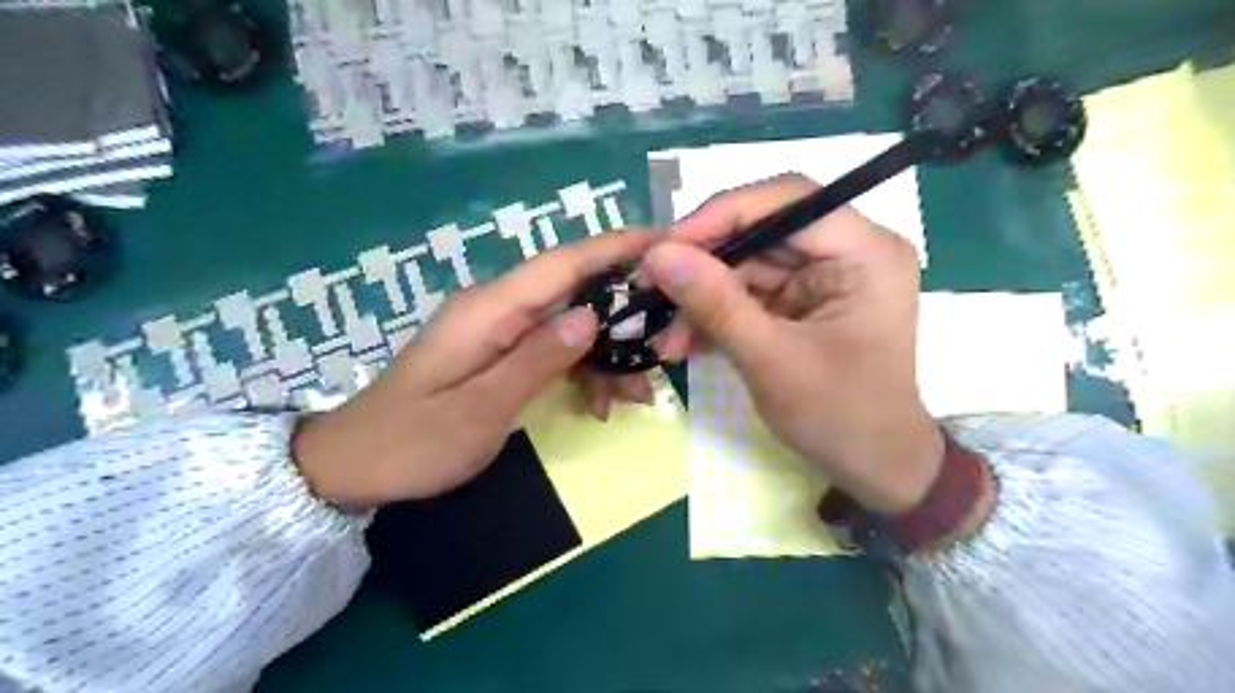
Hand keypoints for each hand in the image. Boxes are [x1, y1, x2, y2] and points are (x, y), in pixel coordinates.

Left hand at [293, 229, 655, 506]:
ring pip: (567, 323)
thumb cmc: (413, 442)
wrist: (352, 465)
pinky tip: (598, 401)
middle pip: (572, 290)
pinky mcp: (496, 351)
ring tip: (635, 395)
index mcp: (489, 310)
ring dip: (604, 353)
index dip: (615, 248)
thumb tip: (591, 317)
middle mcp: (496, 308)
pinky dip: (579, 369)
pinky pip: (550, 347)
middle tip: (665, 343)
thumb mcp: (480, 410)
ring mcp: (496, 329)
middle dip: (622, 312)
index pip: (562, 263)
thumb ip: (535, 360)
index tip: (665, 242)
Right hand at [641, 176, 940, 515]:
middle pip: (762, 231)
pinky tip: (685, 342)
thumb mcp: (772, 361)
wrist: (873, 467)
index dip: (723, 214)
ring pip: (747, 265)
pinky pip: (749, 292)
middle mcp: (848, 251)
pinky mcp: (802, 301)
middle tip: (649, 285)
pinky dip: (716, 314)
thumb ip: (716, 304)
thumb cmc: (840, 417)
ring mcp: (823, 276)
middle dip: (703, 263)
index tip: (667, 245)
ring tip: (666, 336)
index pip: (789, 201)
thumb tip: (658, 254)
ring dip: (702, 298)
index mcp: (866, 252)